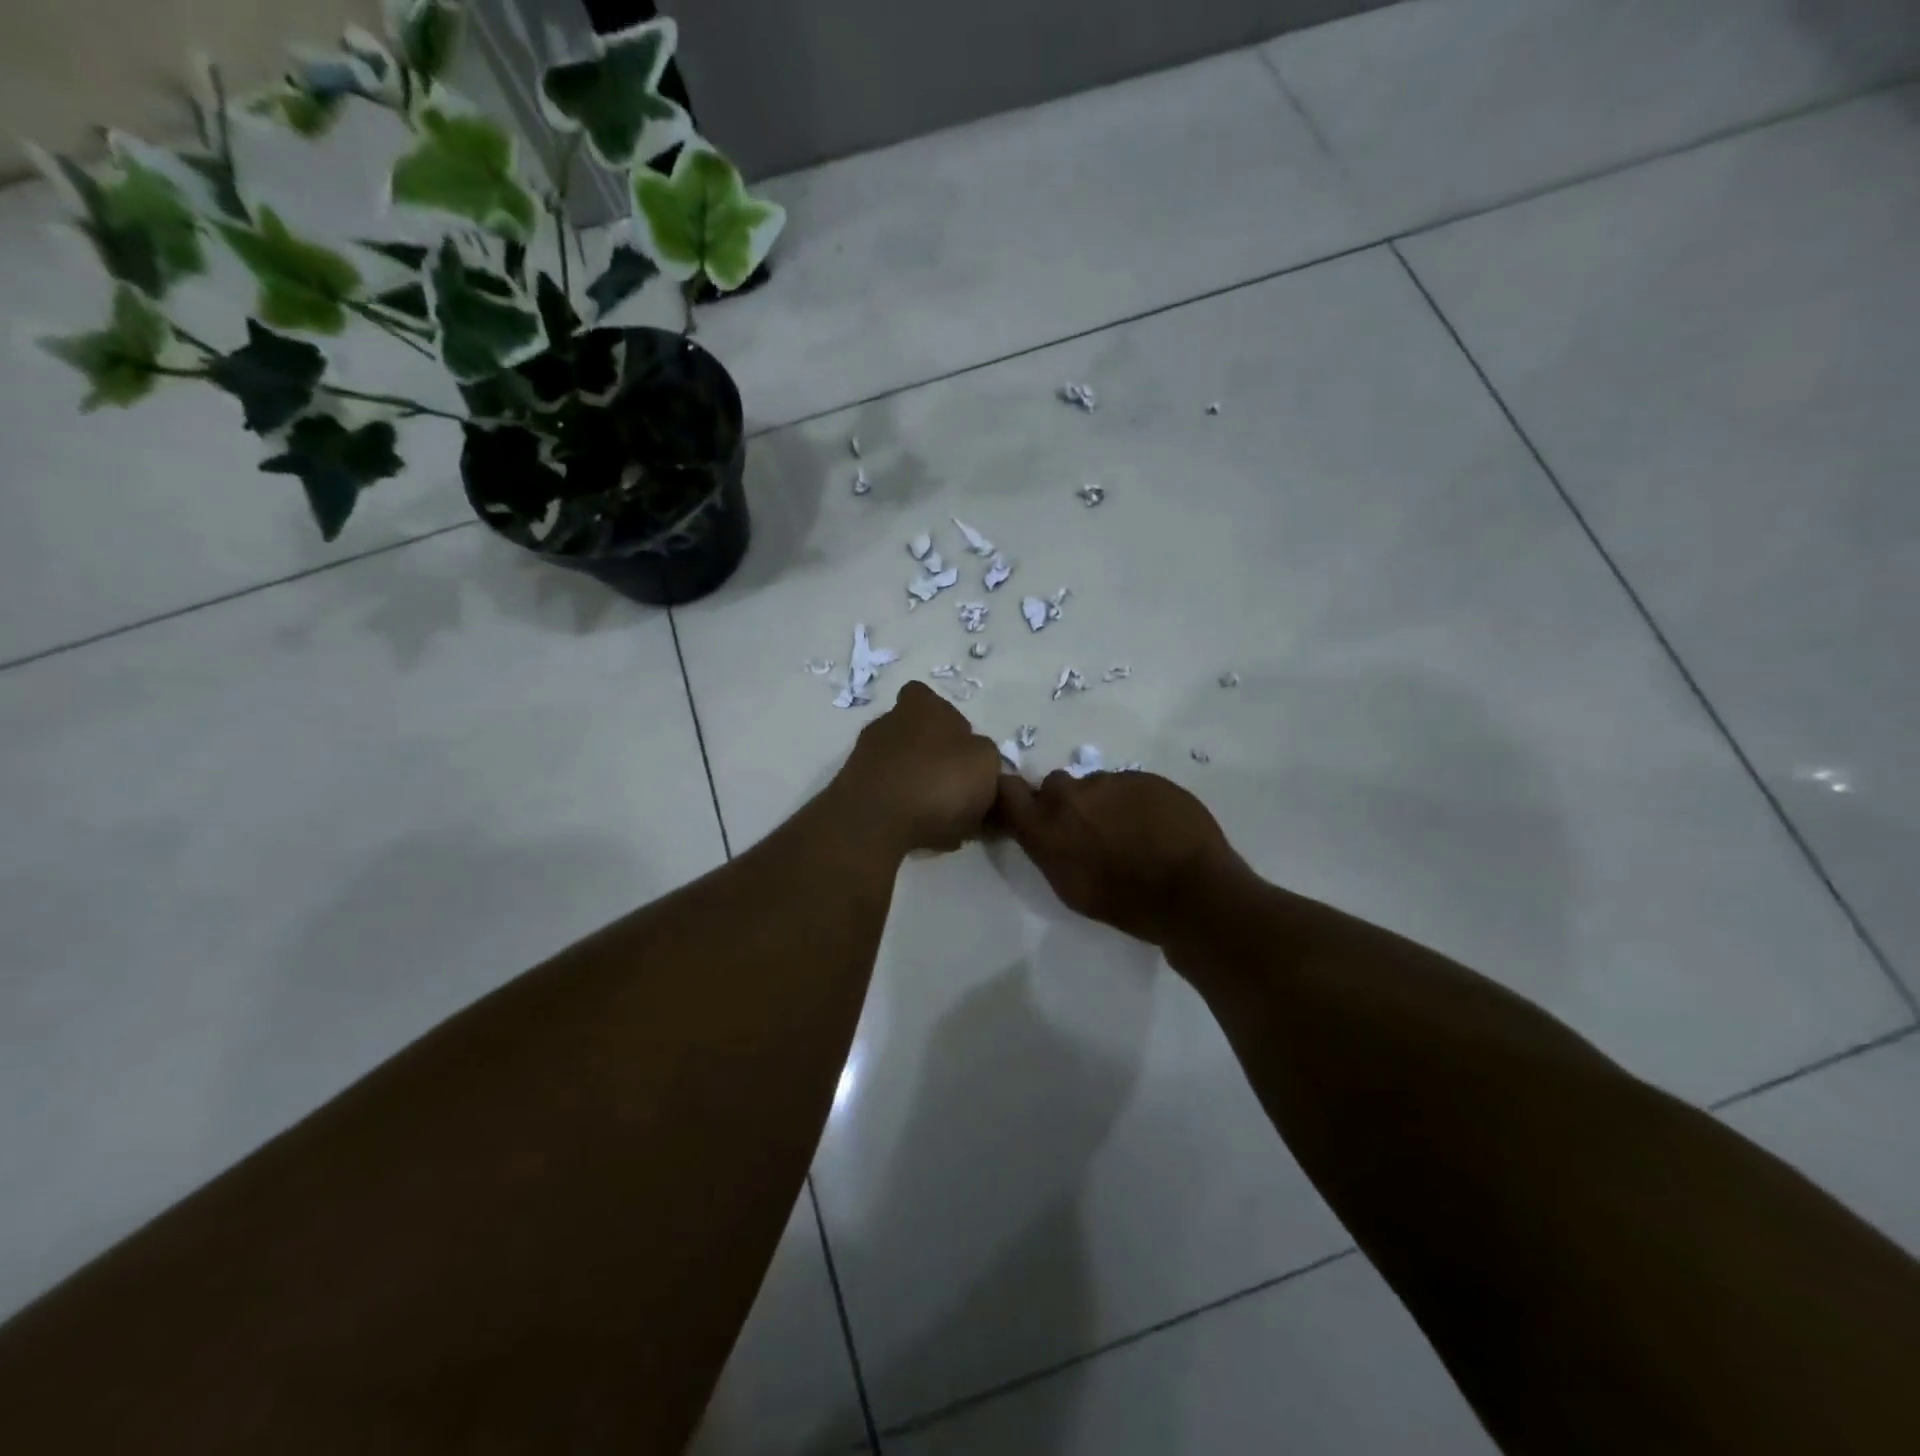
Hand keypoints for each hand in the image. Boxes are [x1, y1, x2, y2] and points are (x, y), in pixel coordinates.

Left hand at [831, 682, 1003, 856]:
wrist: (873, 823)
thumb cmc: (938, 780)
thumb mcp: (986, 763)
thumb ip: (985, 757)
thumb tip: (977, 761)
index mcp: (921, 706)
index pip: (930, 700)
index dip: (949, 724)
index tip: (964, 752)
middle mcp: (888, 723)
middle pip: (918, 737)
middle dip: (936, 761)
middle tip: (959, 793)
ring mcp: (865, 757)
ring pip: (903, 770)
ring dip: (921, 789)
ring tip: (945, 823)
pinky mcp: (853, 791)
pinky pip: (889, 798)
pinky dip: (905, 812)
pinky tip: (922, 835)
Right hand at [997, 769, 1249, 945]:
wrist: (1191, 892)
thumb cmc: (1125, 903)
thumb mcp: (1070, 887)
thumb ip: (1049, 849)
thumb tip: (1046, 832)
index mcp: (1046, 826)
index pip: (1008, 791)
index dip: (1013, 795)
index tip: (1024, 808)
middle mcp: (1071, 796)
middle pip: (1055, 784)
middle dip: (1066, 802)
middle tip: (1088, 828)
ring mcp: (1110, 781)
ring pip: (1096, 785)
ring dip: (1104, 802)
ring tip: (1130, 830)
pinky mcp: (1145, 777)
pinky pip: (1129, 784)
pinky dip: (1135, 801)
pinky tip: (1155, 825)